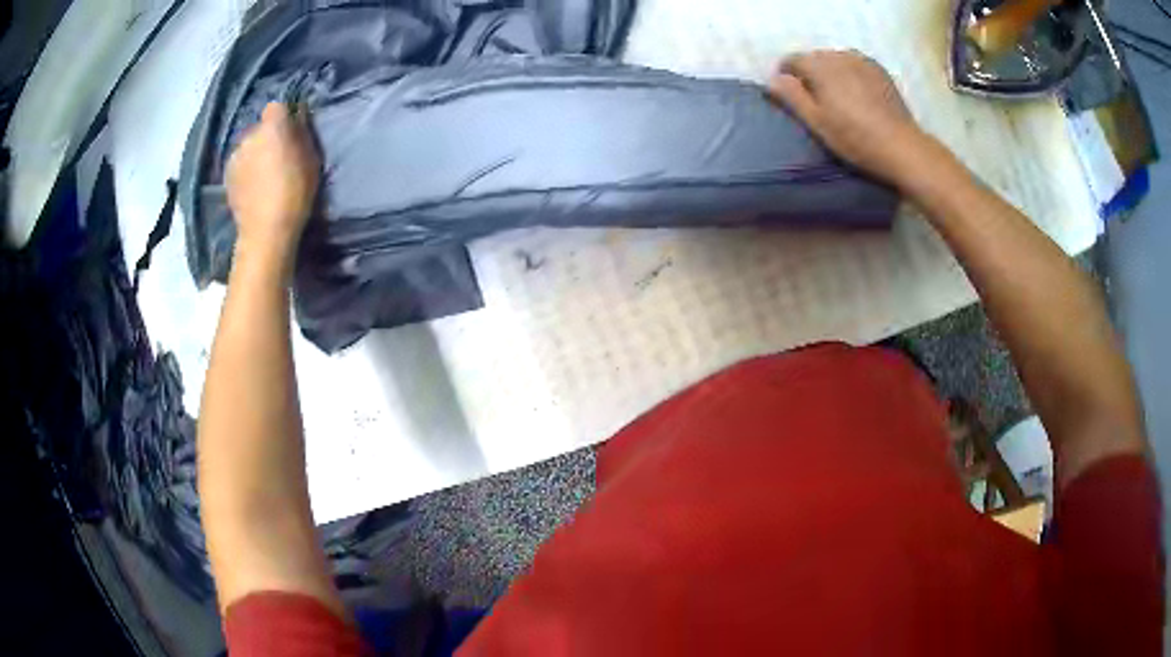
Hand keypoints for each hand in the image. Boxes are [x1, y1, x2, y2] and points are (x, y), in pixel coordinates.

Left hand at [226, 103, 320, 266]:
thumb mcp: (310, 159)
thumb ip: (302, 133)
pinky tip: (253, 185)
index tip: (292, 130)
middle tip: (279, 156)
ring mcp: (235, 155)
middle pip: (261, 127)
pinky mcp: (227, 175)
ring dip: (256, 153)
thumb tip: (298, 116)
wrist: (265, 231)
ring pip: (248, 146)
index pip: (277, 106)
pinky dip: (246, 168)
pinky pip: (239, 163)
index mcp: (272, 126)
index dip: (284, 116)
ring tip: (265, 174)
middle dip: (269, 136)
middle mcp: (250, 135)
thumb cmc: (295, 192)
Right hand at [767, 50, 940, 189]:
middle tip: (815, 102)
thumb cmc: (854, 137)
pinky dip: (849, 75)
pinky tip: (857, 96)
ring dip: (830, 74)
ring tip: (837, 99)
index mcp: (820, 66)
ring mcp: (861, 60)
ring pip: (835, 60)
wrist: (900, 147)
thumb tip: (773, 79)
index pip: (791, 60)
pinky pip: (855, 65)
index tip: (791, 98)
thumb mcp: (816, 121)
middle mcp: (838, 55)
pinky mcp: (879, 70)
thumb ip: (791, 96)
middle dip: (810, 75)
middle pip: (814, 58)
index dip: (786, 78)